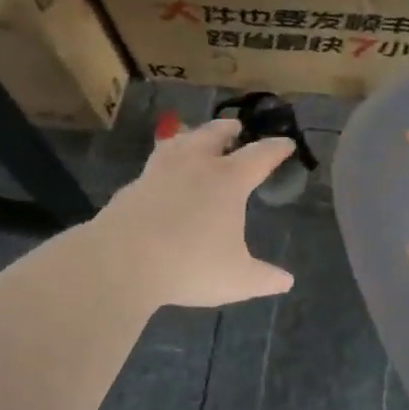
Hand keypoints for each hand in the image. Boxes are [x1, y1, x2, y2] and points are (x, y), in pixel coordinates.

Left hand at [95, 118, 296, 308]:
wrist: (121, 262)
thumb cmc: (189, 265)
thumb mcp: (236, 279)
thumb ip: (264, 278)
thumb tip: (287, 281)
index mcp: (228, 180)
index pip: (259, 156)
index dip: (275, 149)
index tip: (286, 144)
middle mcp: (195, 166)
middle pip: (214, 135)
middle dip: (228, 130)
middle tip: (236, 127)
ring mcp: (159, 172)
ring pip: (179, 142)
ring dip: (192, 136)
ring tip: (194, 137)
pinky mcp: (132, 186)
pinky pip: (154, 165)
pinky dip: (165, 162)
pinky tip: (161, 175)